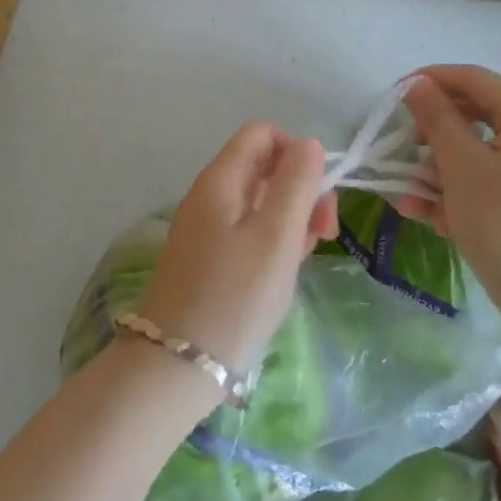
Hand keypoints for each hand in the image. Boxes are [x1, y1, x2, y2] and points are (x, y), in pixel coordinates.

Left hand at [136, 124, 338, 378]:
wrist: (177, 366)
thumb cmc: (235, 296)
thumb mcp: (276, 235)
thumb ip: (296, 183)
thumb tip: (309, 144)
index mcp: (220, 179)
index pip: (261, 134)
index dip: (296, 152)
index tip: (319, 192)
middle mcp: (208, 196)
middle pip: (262, 168)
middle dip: (300, 190)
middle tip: (324, 233)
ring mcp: (205, 229)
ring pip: (258, 203)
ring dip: (291, 219)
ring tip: (306, 256)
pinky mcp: (207, 259)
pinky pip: (247, 233)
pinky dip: (272, 242)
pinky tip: (285, 271)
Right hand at [398, 66, 500, 319]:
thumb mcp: (461, 168)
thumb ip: (437, 119)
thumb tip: (418, 86)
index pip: (474, 78)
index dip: (429, 82)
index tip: (391, 100)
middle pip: (477, 117)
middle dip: (432, 139)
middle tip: (400, 157)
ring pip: (482, 153)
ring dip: (442, 173)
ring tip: (412, 205)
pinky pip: (497, 179)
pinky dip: (466, 192)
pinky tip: (439, 222)